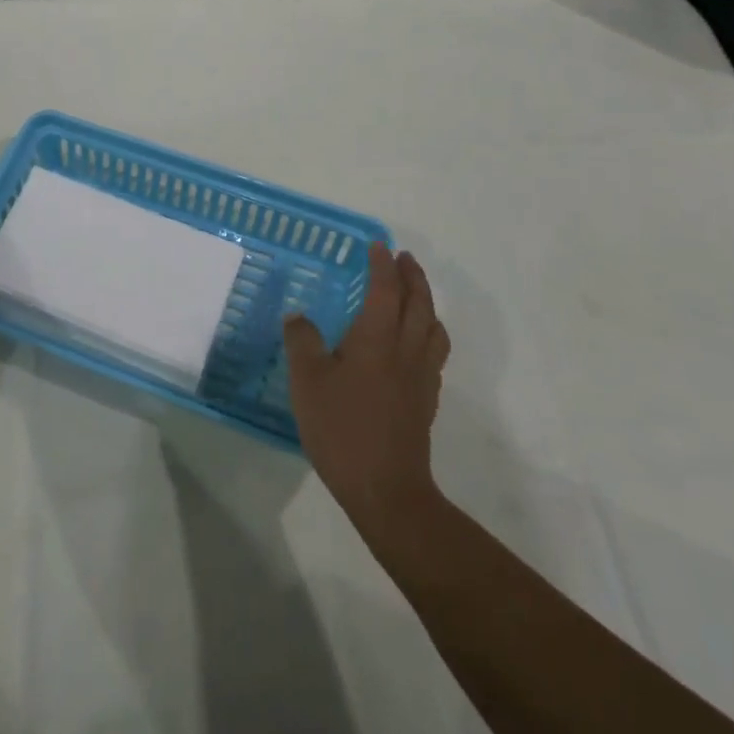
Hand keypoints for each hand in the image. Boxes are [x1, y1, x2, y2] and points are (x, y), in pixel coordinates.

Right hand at [284, 243, 448, 532]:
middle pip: (419, 303)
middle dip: (412, 276)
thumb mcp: (307, 381)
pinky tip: (414, 345)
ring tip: (415, 296)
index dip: (382, 265)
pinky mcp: (426, 400)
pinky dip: (429, 334)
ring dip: (426, 303)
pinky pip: (434, 353)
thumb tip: (298, 315)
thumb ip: (302, 342)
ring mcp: (421, 376)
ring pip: (433, 328)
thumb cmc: (342, 428)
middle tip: (403, 258)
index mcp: (376, 338)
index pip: (385, 289)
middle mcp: (405, 349)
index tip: (377, 246)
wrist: (385, 488)